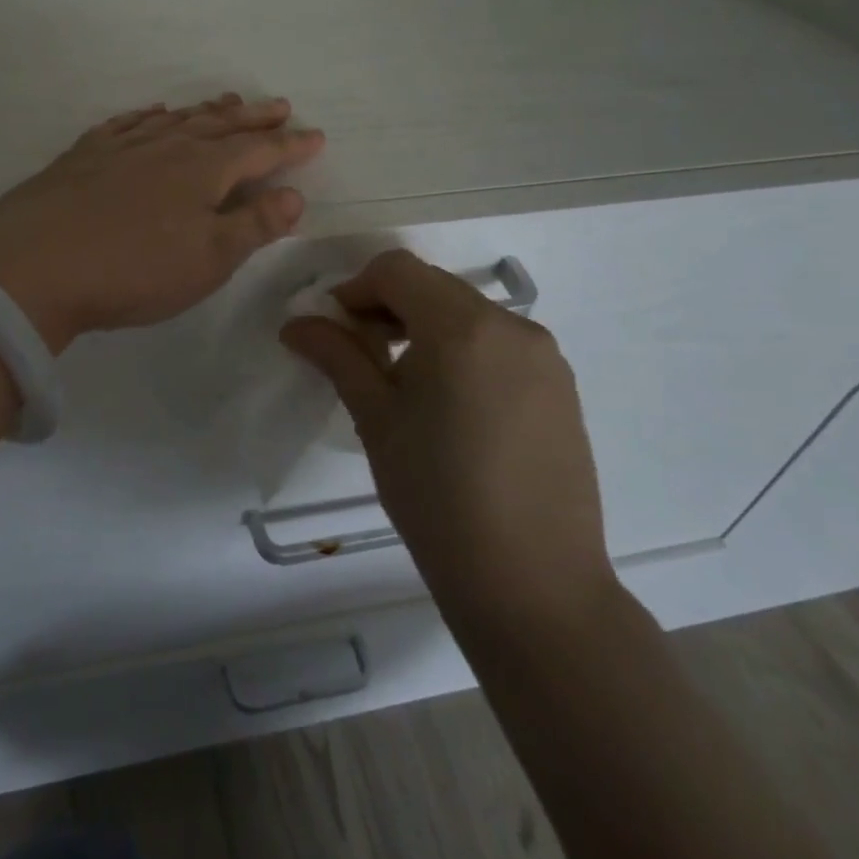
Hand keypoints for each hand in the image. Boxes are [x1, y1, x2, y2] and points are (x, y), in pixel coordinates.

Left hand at [0, 95, 325, 352]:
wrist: (34, 267)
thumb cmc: (133, 271)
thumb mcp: (208, 260)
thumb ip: (253, 225)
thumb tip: (293, 195)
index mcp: (202, 171)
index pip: (258, 151)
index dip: (289, 145)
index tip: (315, 135)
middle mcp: (165, 147)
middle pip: (219, 125)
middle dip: (253, 117)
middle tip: (279, 105)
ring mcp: (120, 147)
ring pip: (174, 119)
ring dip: (206, 111)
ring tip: (227, 101)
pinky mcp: (82, 156)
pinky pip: (125, 124)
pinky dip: (147, 115)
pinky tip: (152, 113)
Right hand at [280, 249, 614, 625]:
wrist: (534, 587)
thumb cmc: (438, 498)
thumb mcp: (376, 420)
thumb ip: (338, 356)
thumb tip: (296, 323)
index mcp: (463, 327)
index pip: (397, 271)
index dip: (355, 288)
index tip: (333, 329)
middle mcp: (512, 326)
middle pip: (434, 287)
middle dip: (388, 306)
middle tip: (360, 355)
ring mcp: (545, 356)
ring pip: (468, 313)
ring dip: (425, 327)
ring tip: (403, 384)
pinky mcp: (562, 387)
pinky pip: (500, 344)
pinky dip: (463, 350)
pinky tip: (450, 405)